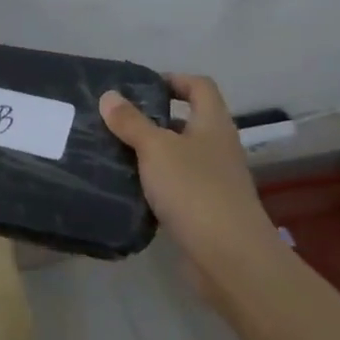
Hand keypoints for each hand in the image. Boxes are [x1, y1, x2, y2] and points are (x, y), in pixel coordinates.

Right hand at [99, 75, 279, 269]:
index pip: (200, 87)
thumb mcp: (156, 149)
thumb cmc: (195, 190)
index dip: (174, 80)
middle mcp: (217, 148)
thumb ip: (131, 122)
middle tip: (117, 120)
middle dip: (154, 118)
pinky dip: (155, 183)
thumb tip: (109, 95)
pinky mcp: (205, 211)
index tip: (141, 87)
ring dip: (151, 153)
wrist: (230, 258)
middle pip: (188, 121)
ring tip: (115, 151)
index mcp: (213, 124)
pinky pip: (176, 186)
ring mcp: (214, 181)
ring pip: (179, 155)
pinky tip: (129, 188)